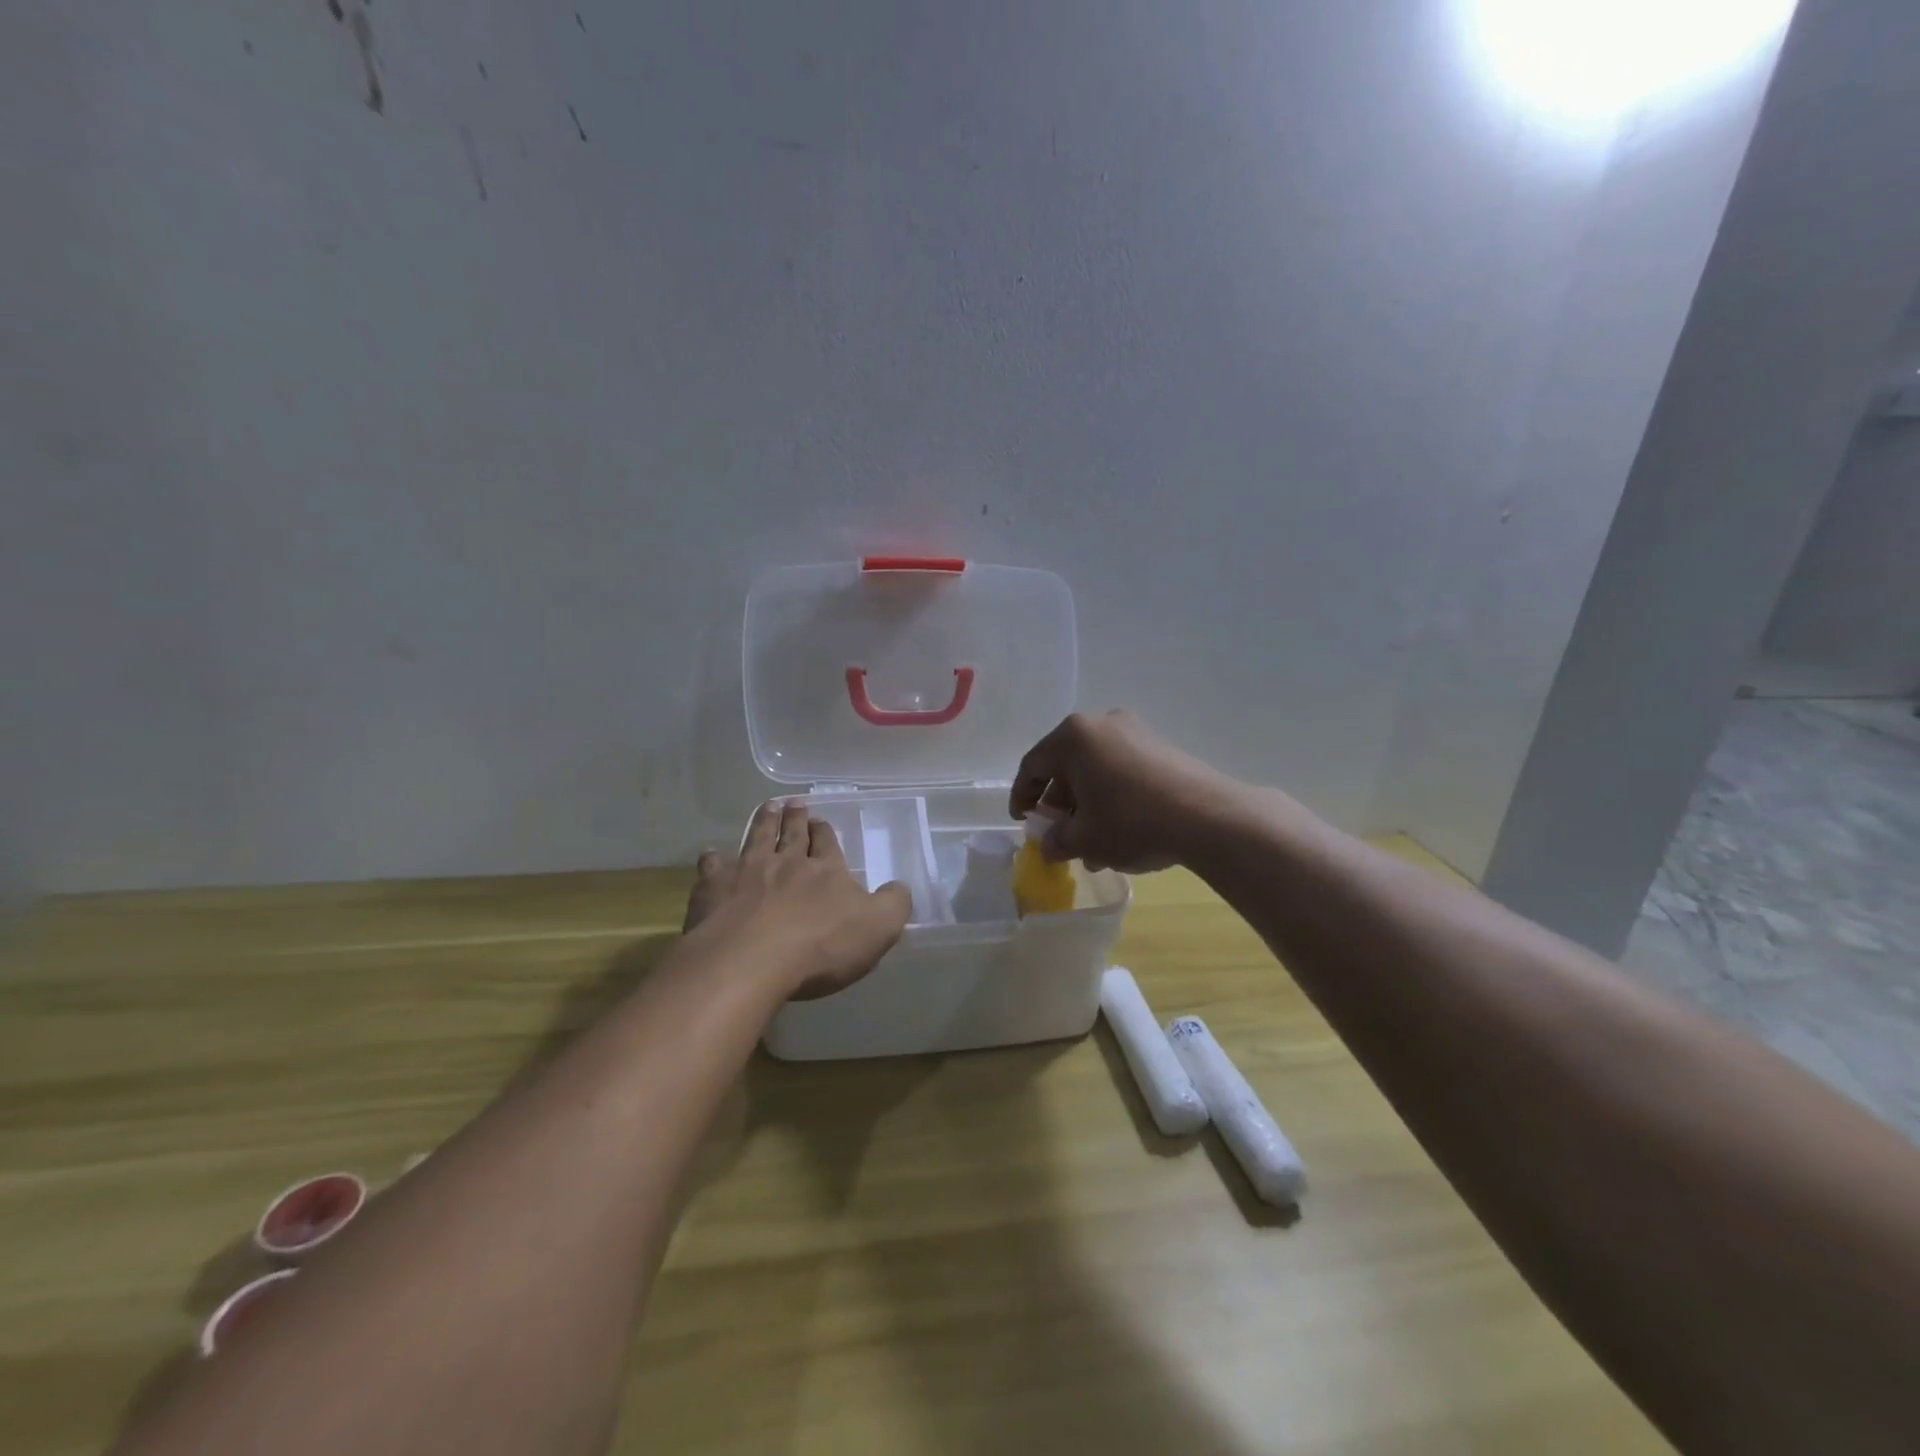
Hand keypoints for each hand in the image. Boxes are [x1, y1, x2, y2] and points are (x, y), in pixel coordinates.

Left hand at [683, 801, 911, 999]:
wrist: (750, 960)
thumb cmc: (819, 948)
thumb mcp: (877, 929)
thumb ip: (894, 905)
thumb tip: (900, 887)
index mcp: (826, 872)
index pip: (827, 845)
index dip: (825, 833)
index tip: (821, 821)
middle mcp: (787, 862)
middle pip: (793, 834)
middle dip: (796, 818)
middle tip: (794, 803)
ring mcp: (748, 871)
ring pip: (757, 838)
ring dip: (764, 821)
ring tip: (768, 807)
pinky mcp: (714, 888)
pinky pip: (713, 865)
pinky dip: (714, 858)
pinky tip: (712, 855)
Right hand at [1009, 711, 1235, 872]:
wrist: (1208, 817)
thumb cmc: (1130, 821)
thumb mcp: (1084, 839)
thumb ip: (1057, 841)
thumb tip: (1049, 846)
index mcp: (1073, 736)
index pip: (1033, 765)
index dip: (1022, 796)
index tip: (1022, 821)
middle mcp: (1102, 724)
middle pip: (1066, 765)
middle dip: (1059, 804)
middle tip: (1059, 835)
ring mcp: (1135, 732)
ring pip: (1096, 770)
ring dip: (1086, 806)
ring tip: (1091, 846)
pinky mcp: (1161, 747)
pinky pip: (1122, 771)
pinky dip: (1111, 797)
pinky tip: (1119, 832)